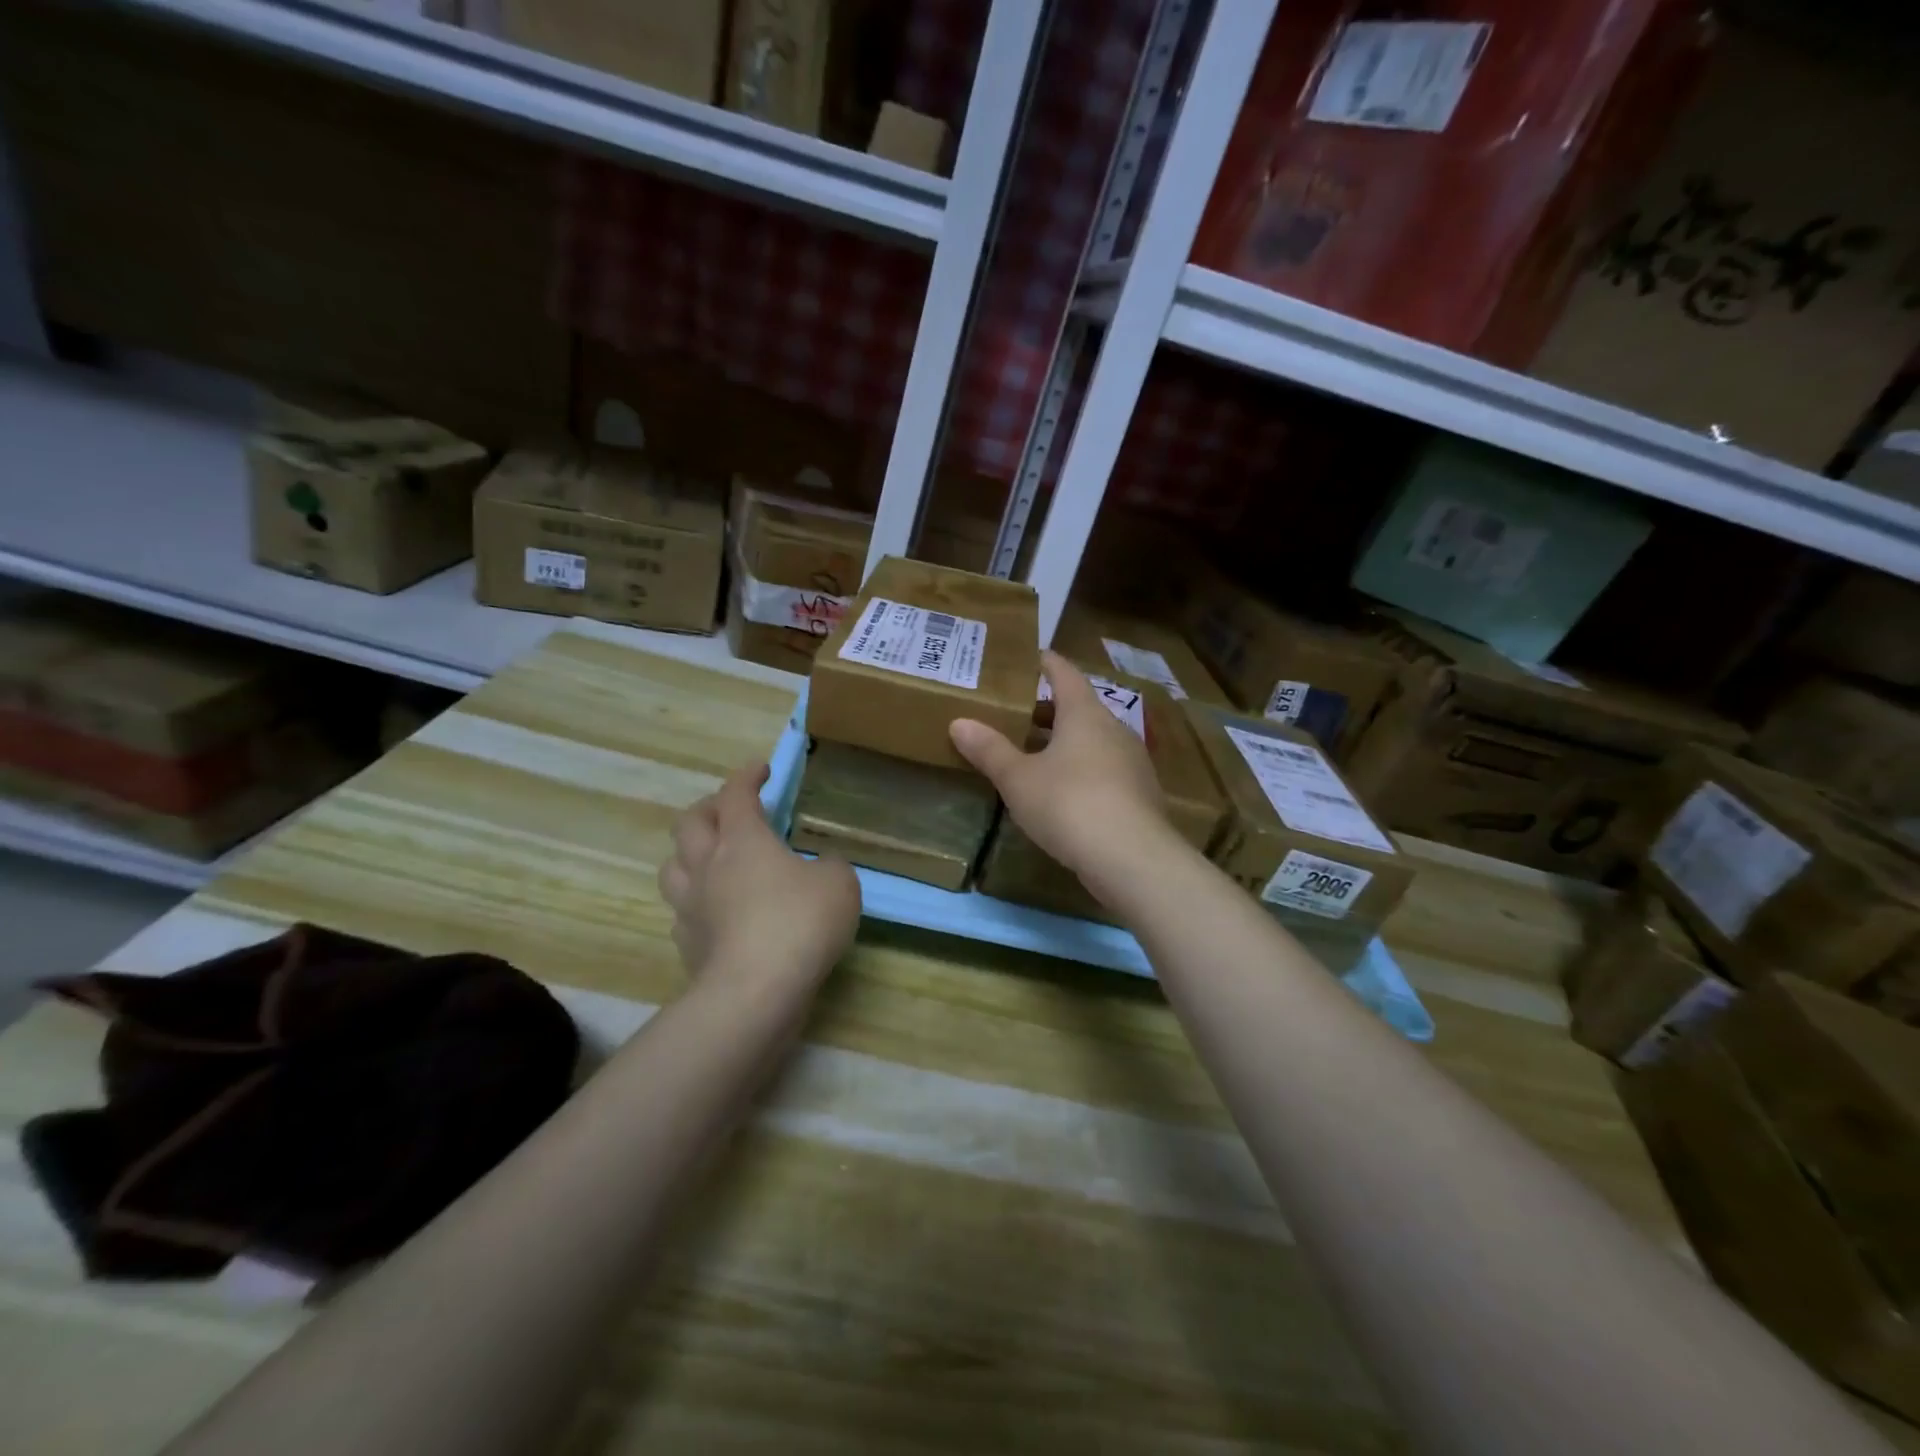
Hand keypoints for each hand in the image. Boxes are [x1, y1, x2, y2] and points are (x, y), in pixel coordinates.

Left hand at [659, 764, 860, 984]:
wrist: (755, 992)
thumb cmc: (799, 923)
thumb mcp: (839, 883)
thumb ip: (830, 865)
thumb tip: (821, 866)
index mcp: (743, 840)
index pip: (736, 793)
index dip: (747, 776)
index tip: (761, 769)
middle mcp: (707, 865)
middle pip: (690, 822)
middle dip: (710, 808)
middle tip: (730, 811)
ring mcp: (690, 906)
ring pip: (672, 866)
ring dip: (690, 854)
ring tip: (710, 858)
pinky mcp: (687, 945)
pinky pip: (681, 912)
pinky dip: (695, 902)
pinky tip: (713, 910)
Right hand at [949, 652, 1174, 885]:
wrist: (1132, 859)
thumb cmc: (1069, 804)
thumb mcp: (1018, 779)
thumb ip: (990, 750)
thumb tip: (959, 722)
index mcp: (1084, 714)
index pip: (1065, 675)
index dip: (1048, 664)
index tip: (1034, 656)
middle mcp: (1114, 730)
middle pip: (1081, 709)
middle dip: (1051, 710)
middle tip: (1019, 714)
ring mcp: (1133, 763)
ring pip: (1094, 742)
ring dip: (1067, 743)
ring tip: (1036, 754)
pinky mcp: (1140, 795)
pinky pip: (1106, 770)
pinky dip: (1083, 771)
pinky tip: (1065, 793)